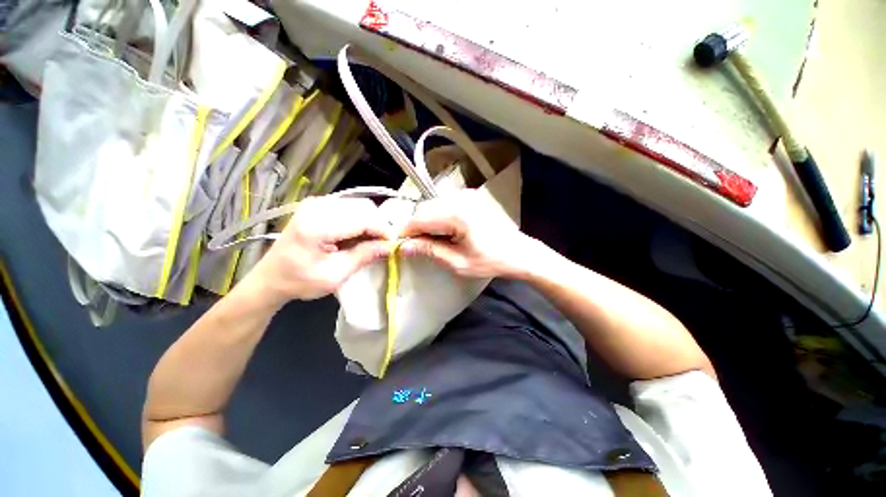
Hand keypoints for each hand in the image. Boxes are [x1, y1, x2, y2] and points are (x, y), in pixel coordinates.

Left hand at [247, 196, 391, 303]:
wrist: (270, 278)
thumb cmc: (299, 281)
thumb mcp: (335, 275)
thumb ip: (363, 256)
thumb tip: (389, 247)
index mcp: (317, 225)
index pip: (363, 219)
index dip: (382, 231)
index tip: (393, 245)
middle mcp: (316, 206)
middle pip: (363, 207)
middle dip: (377, 226)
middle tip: (382, 246)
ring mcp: (316, 203)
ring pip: (358, 206)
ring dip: (369, 223)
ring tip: (369, 243)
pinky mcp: (317, 206)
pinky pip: (349, 208)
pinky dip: (359, 221)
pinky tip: (357, 237)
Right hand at [400, 190, 538, 278]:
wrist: (518, 252)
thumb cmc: (490, 260)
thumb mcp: (458, 262)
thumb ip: (430, 251)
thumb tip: (404, 247)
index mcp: (457, 214)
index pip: (420, 218)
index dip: (405, 231)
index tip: (398, 245)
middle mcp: (460, 198)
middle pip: (424, 209)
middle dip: (415, 227)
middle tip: (415, 246)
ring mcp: (466, 195)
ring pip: (433, 206)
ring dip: (426, 222)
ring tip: (429, 241)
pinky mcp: (469, 198)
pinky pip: (444, 205)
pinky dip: (437, 218)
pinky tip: (442, 232)